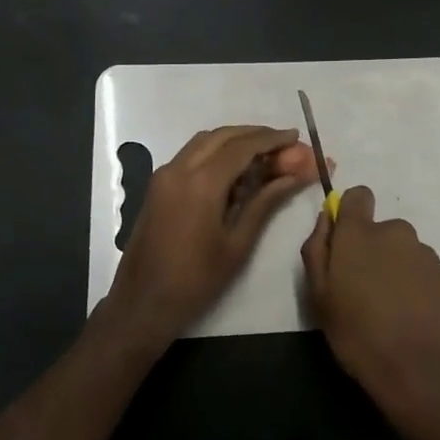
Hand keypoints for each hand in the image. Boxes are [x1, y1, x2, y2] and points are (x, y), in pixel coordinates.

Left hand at [107, 125, 320, 342]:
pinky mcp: (158, 185)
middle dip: (255, 135)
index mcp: (201, 183)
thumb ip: (266, 201)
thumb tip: (298, 174)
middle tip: (284, 144)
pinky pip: (191, 155)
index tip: (296, 137)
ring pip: (204, 142)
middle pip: (222, 136)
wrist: (142, 304)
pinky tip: (236, 172)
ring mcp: (164, 175)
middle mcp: (179, 168)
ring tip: (265, 155)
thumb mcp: (238, 243)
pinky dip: (216, 153)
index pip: (243, 146)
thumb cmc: (196, 280)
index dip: (272, 139)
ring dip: (235, 141)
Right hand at [301, 185, 439, 427]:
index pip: (358, 195)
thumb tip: (326, 219)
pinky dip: (425, 287)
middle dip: (376, 251)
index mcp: (360, 233)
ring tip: (395, 308)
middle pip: (384, 230)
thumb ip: (317, 247)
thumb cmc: (355, 332)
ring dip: (401, 269)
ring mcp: (428, 253)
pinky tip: (418, 316)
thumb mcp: (318, 293)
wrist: (414, 370)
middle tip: (369, 289)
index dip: (352, 213)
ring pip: (408, 252)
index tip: (348, 241)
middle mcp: (397, 232)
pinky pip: (432, 273)